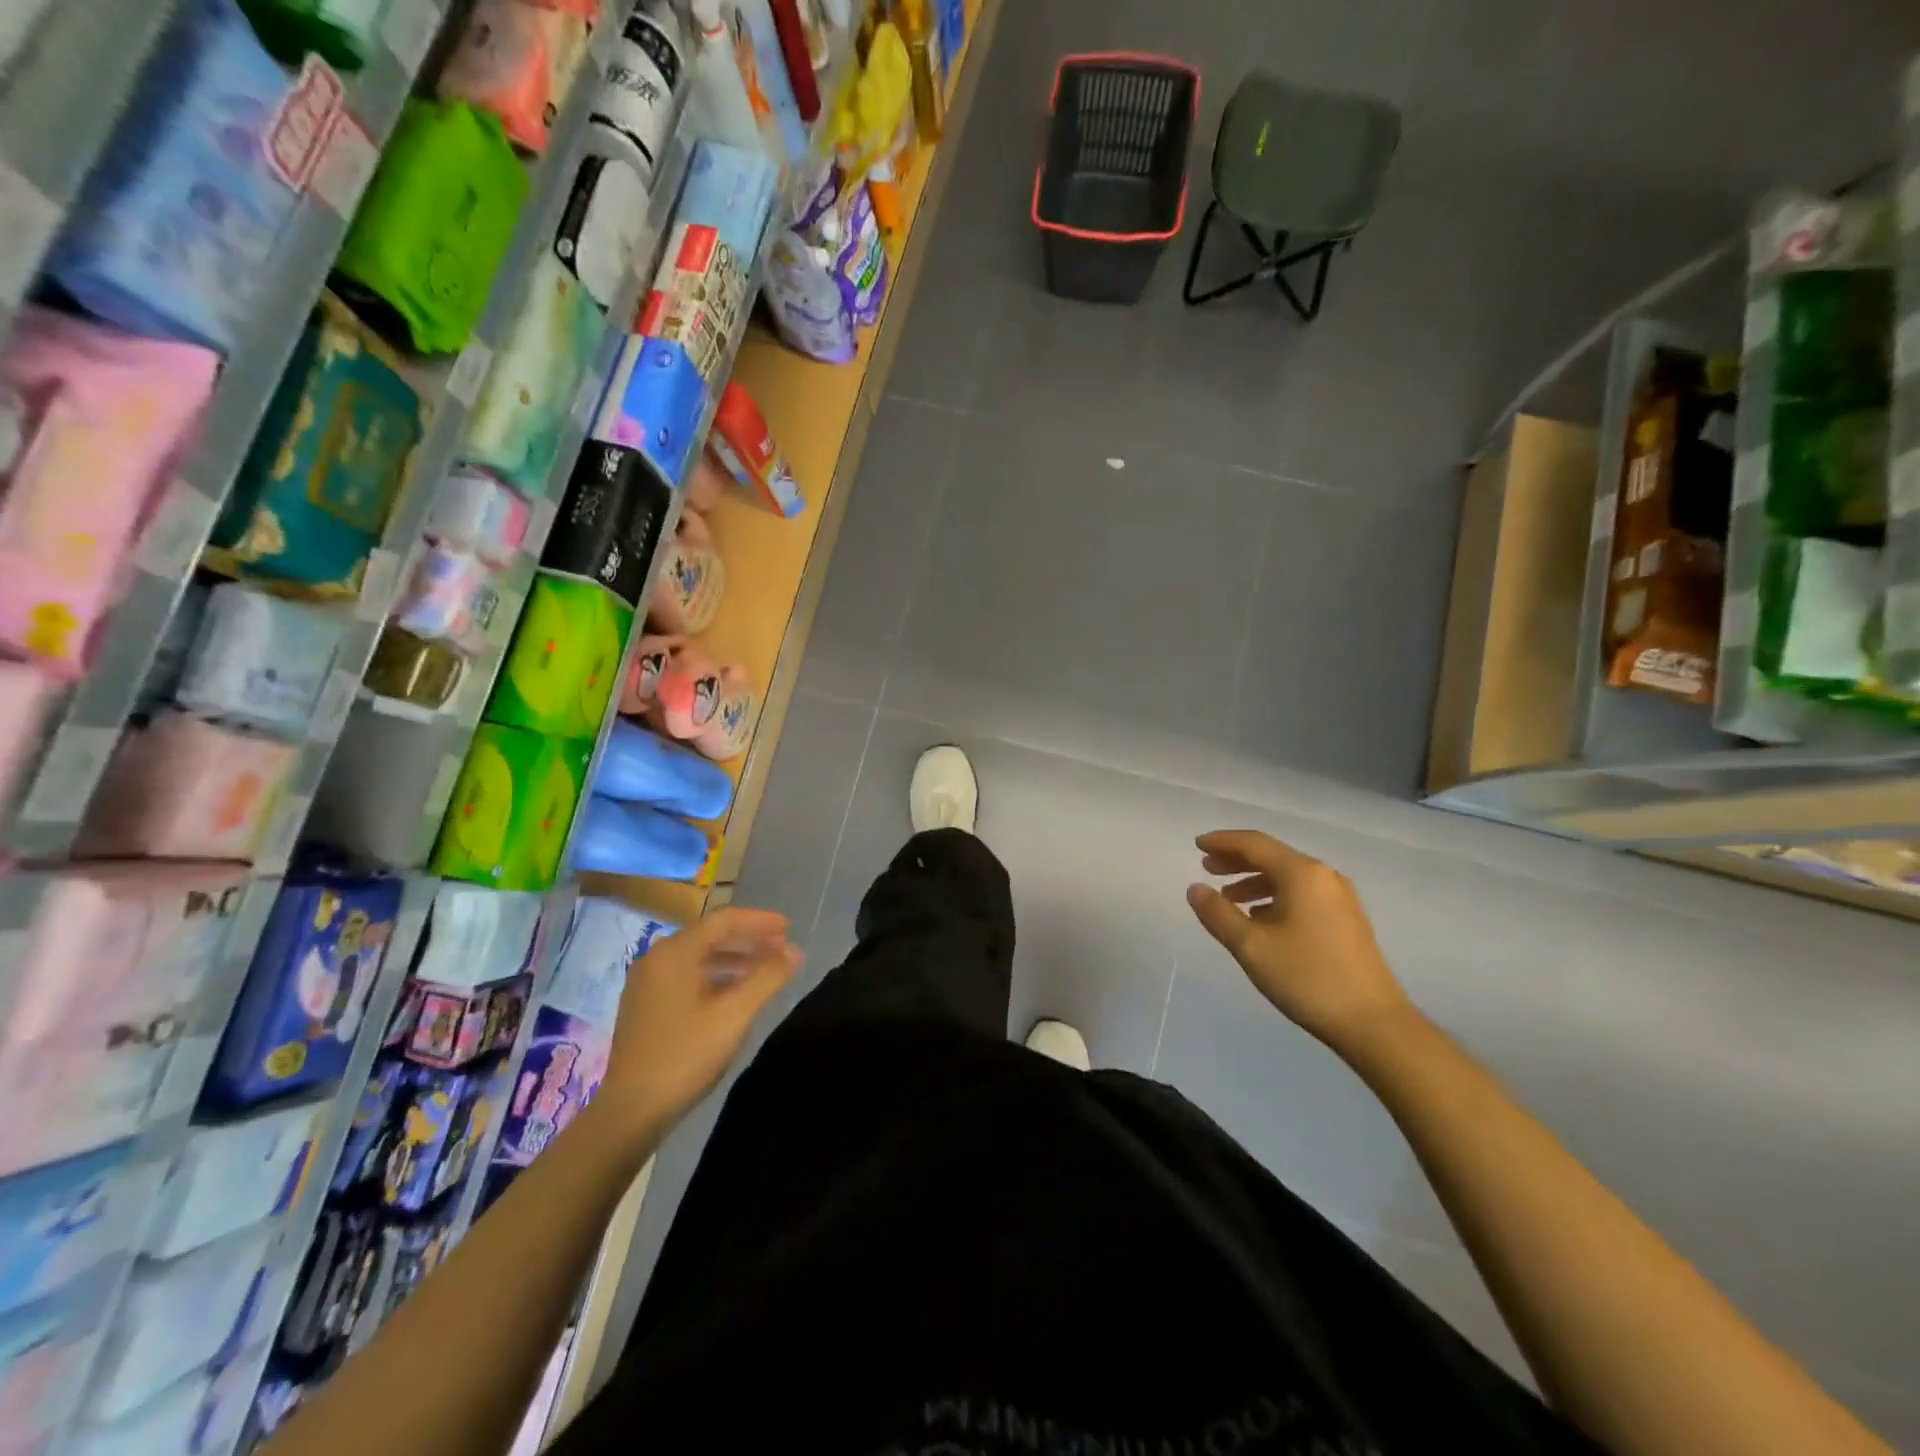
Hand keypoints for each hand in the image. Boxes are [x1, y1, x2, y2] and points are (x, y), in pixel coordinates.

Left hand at [593, 907, 802, 1152]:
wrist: (631, 1111)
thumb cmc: (685, 1055)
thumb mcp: (734, 1014)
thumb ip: (767, 977)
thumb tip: (795, 952)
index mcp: (675, 953)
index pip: (723, 921)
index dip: (759, 921)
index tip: (789, 927)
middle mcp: (657, 959)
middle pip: (710, 936)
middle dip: (749, 940)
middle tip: (783, 947)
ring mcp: (647, 984)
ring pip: (699, 958)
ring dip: (735, 959)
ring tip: (766, 969)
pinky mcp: (646, 1007)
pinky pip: (688, 977)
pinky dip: (716, 977)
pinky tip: (736, 993)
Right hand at [1186, 830, 1412, 1055]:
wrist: (1374, 1023)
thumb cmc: (1308, 978)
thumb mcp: (1251, 946)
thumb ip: (1218, 914)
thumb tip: (1195, 888)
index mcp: (1302, 874)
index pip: (1254, 844)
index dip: (1223, 842)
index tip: (1197, 845)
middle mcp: (1324, 877)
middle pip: (1273, 856)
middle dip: (1237, 860)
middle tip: (1207, 867)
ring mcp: (1340, 898)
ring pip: (1288, 877)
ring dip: (1255, 881)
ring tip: (1228, 897)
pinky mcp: (1347, 920)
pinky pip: (1302, 894)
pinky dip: (1275, 897)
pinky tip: (1260, 918)